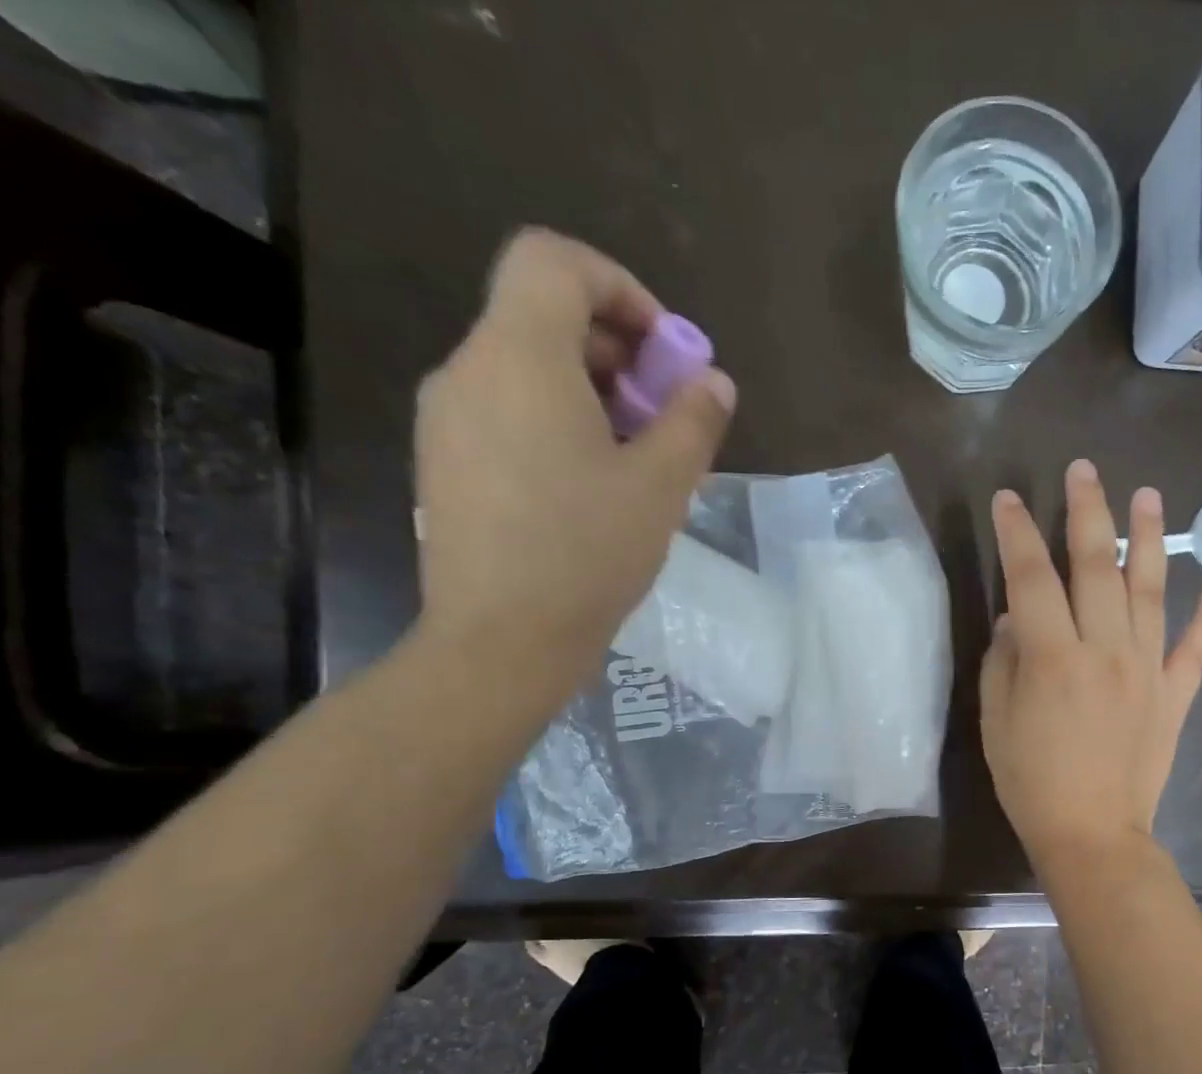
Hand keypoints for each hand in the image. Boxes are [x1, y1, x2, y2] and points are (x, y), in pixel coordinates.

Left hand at [413, 228, 735, 677]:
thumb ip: (693, 422)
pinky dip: (555, 423)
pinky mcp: (445, 461)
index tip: (664, 353)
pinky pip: (505, 412)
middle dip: (617, 351)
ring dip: (590, 392)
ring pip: (524, 369)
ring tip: (635, 460)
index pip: (553, 261)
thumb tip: (714, 383)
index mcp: (519, 358)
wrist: (501, 640)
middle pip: (542, 317)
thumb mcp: (660, 486)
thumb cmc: (587, 554)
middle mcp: (469, 370)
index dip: (619, 287)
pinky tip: (590, 487)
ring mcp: (447, 418)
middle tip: (664, 417)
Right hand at [980, 459, 1201, 870]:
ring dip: (1151, 537)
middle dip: (1087, 511)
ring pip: (1151, 589)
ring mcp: (1147, 669)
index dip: (1018, 533)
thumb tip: (1017, 618)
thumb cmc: (1031, 782)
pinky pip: (1196, 646)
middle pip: (1097, 565)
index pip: (1031, 577)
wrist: (1092, 834)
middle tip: (1084, 470)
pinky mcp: (1174, 693)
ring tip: (1150, 494)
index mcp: (1053, 657)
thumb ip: (1004, 661)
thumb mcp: (996, 721)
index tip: (1009, 499)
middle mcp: (1105, 650)